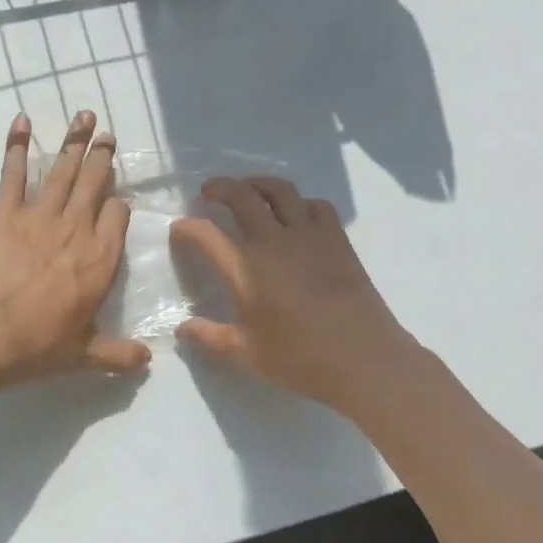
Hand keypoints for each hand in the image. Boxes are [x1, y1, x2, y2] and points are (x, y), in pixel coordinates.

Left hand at [0, 111, 149, 391]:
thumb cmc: (35, 348)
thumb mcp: (83, 357)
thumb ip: (117, 354)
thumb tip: (148, 359)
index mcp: (100, 260)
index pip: (118, 216)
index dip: (119, 205)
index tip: (117, 201)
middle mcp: (76, 230)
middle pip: (95, 183)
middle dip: (103, 156)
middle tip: (108, 133)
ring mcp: (40, 217)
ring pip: (64, 171)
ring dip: (75, 141)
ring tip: (84, 116)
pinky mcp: (5, 214)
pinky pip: (14, 174)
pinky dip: (17, 146)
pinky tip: (22, 121)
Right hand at [171, 177, 423, 413]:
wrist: (364, 359)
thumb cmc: (300, 359)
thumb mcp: (246, 355)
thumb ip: (209, 337)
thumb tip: (181, 328)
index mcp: (245, 268)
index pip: (205, 234)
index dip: (186, 228)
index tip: (179, 231)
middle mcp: (273, 241)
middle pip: (241, 196)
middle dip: (219, 187)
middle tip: (208, 192)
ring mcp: (308, 235)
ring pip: (279, 190)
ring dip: (258, 183)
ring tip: (248, 189)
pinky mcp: (336, 239)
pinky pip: (316, 205)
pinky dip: (300, 202)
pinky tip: (296, 215)